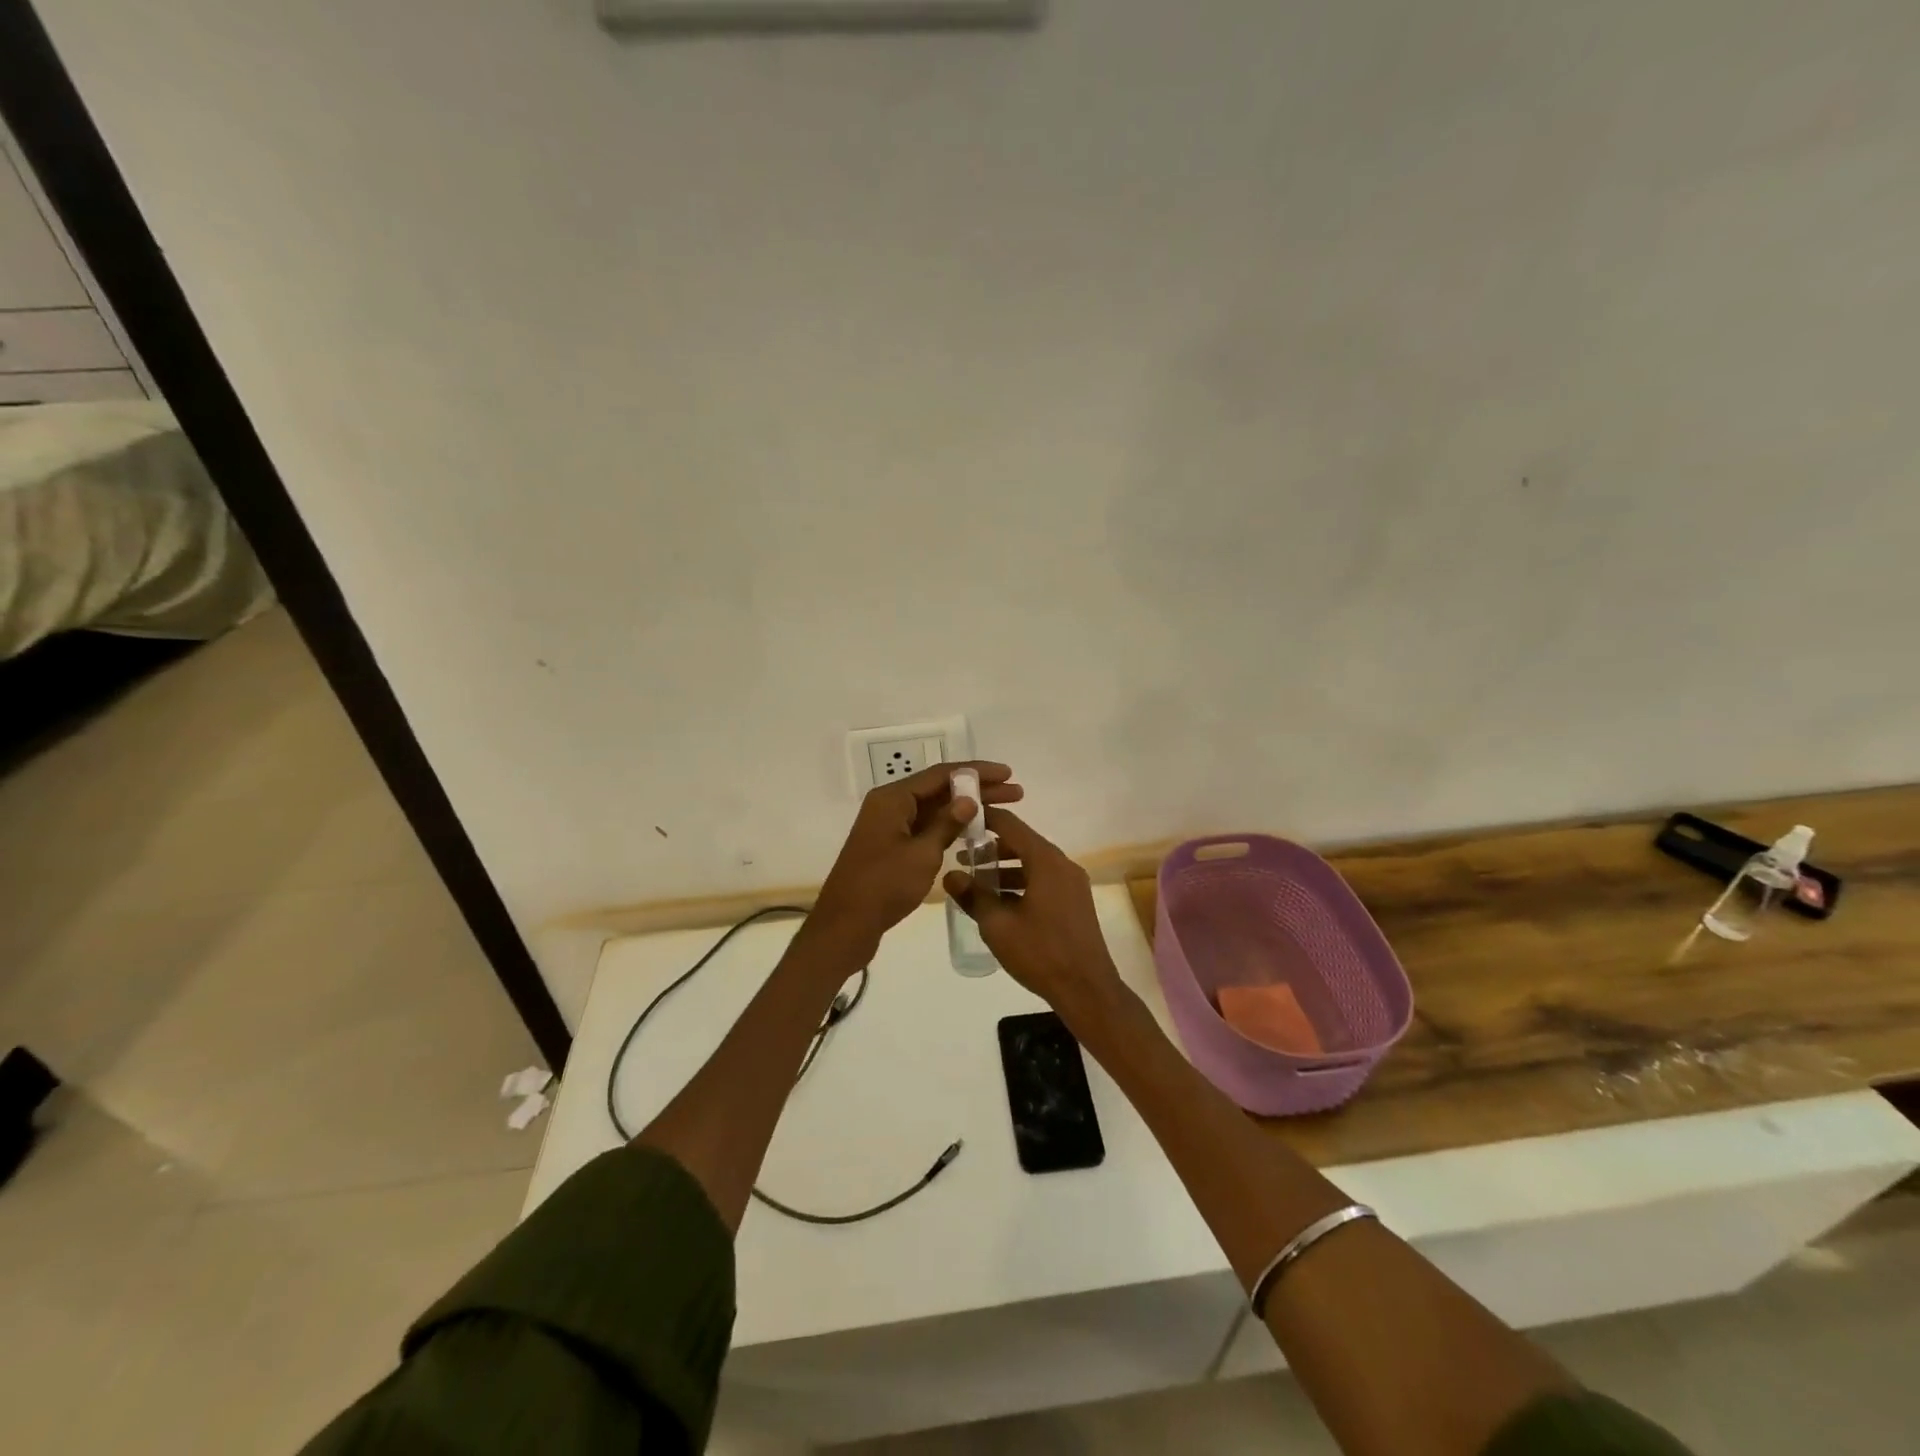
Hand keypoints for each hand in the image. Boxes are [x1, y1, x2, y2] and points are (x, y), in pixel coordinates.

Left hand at [812, 761, 1023, 950]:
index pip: (941, 774)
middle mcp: (889, 805)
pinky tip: (973, 832)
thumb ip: (946, 824)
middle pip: (939, 789)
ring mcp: (889, 827)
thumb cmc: (883, 886)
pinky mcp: (891, 847)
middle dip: (977, 789)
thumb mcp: (922, 854)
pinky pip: (925, 827)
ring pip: (933, 809)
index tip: (1008, 774)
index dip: (976, 772)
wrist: (845, 926)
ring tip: (1003, 809)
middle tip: (1016, 793)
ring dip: (965, 808)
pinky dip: (949, 826)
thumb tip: (969, 798)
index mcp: (893, 798)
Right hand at [944, 808, 1124, 1019]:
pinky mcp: (1075, 901)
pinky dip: (1021, 882)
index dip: (984, 818)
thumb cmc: (1040, 952)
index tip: (960, 820)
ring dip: (1005, 867)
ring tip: (976, 882)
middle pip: (1022, 842)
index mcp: (1045, 861)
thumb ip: (973, 896)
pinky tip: (1000, 902)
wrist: (1086, 990)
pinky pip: (1043, 880)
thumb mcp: (997, 925)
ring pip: (1033, 863)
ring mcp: (1072, 883)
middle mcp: (1062, 864)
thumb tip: (951, 875)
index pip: (1010, 824)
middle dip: (991, 847)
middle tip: (962, 856)